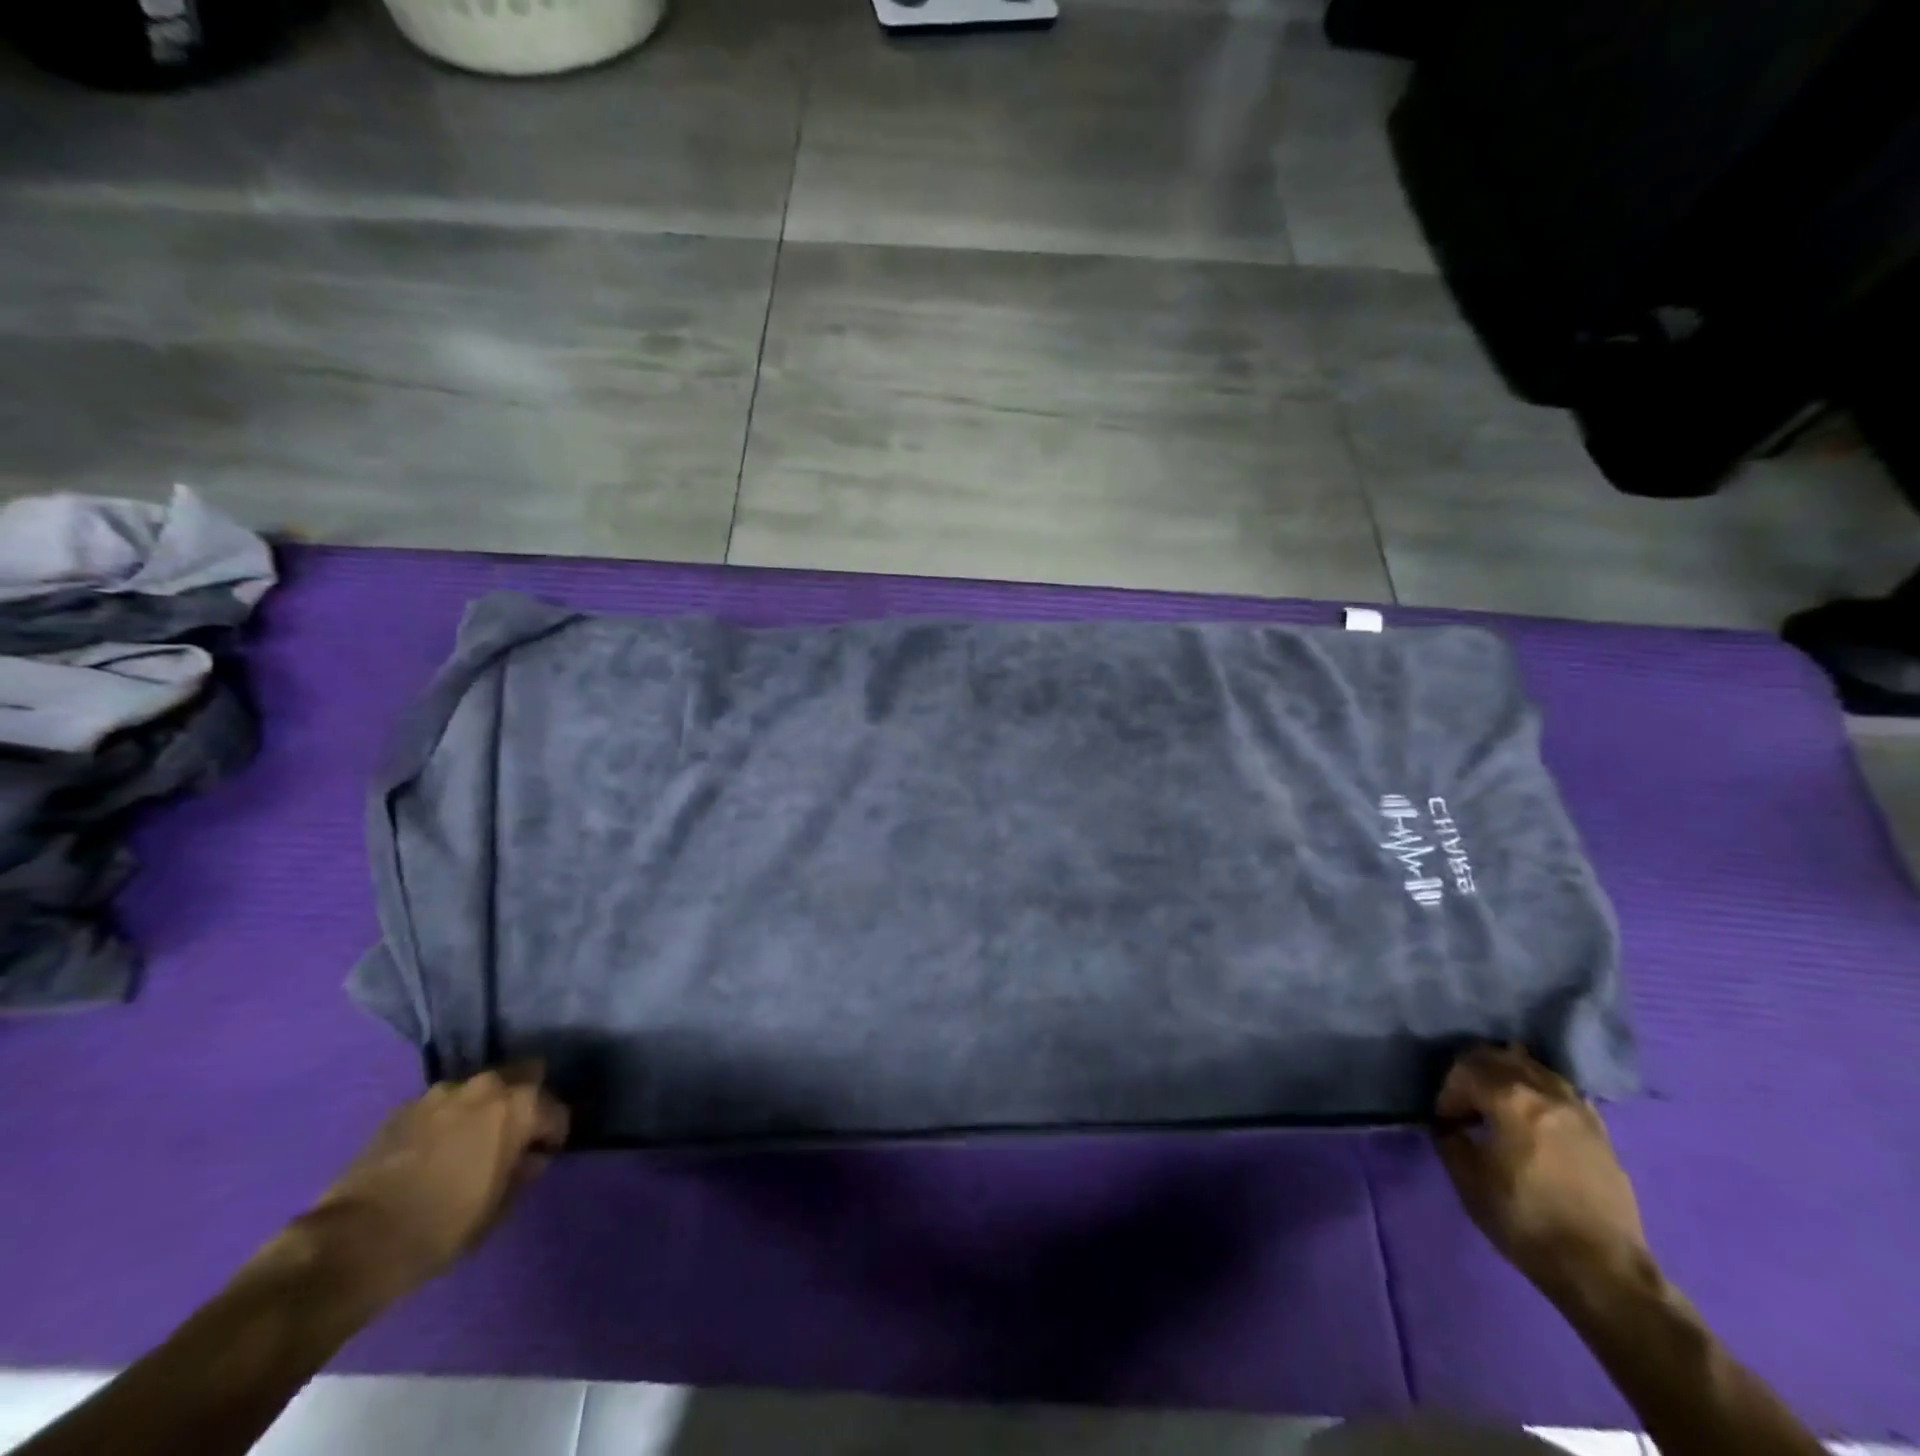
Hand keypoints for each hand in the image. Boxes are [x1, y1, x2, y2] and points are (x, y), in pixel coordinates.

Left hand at [302, 1064, 568, 1304]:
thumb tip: (530, 1159)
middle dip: (525, 1101)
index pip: (556, 1111)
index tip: (542, 1157)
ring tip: (471, 1142)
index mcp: (520, 1106)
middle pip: (525, 1076)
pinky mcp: (405, 1107)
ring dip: (484, 1107)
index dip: (553, 1136)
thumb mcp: (496, 1209)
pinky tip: (436, 1149)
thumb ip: (522, 1174)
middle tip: (513, 1135)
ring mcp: (442, 1092)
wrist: (352, 1242)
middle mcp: (487, 1086)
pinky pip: (443, 1104)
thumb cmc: (440, 1227)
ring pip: (481, 1088)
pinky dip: (449, 1119)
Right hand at [1433, 1044, 1650, 1304]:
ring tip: (1498, 1108)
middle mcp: (1546, 1092)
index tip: (1446, 1124)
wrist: (1603, 1270)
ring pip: (1534, 1068)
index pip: (1464, 1070)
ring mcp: (1579, 1110)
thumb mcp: (1468, 1179)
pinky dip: (1539, 1092)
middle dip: (1473, 1075)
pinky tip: (1532, 1119)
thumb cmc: (1525, 1220)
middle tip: (1465, 1106)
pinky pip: (1561, 1091)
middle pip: (1499, 1057)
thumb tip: (1450, 1125)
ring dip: (1507, 1078)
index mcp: (1510, 1098)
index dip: (1447, 1094)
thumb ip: (1450, 1138)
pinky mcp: (1600, 1132)